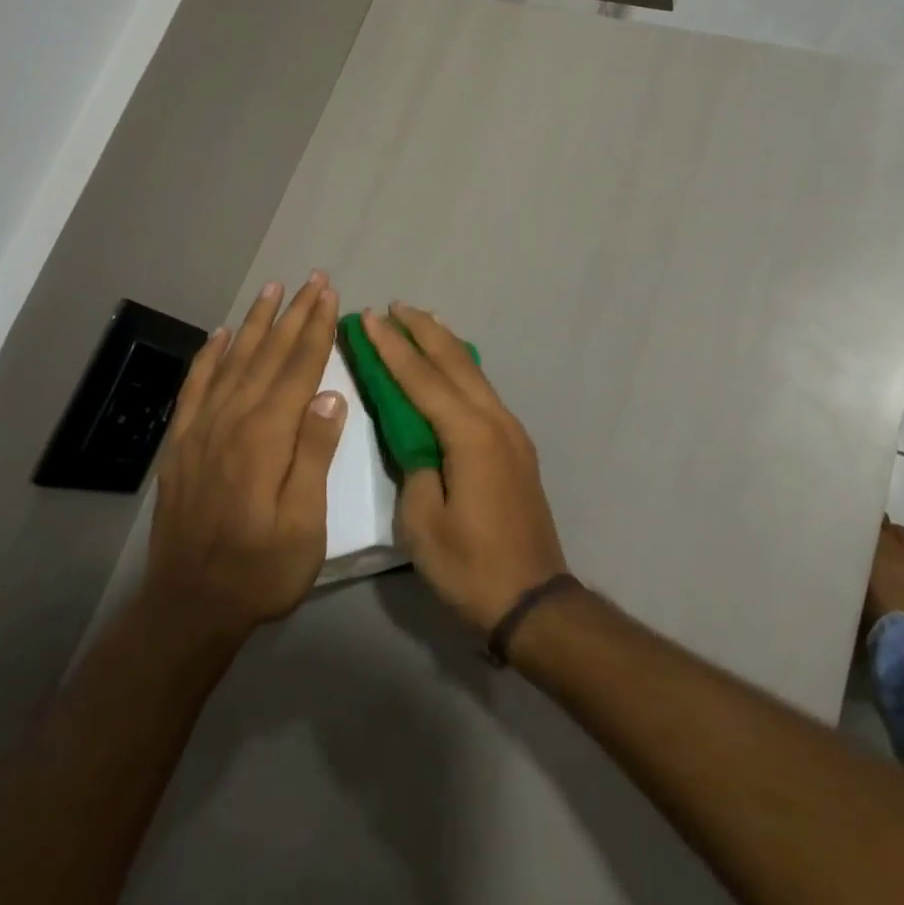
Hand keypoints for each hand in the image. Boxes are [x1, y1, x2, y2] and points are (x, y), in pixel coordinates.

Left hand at [142, 275, 345, 641]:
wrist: (189, 607)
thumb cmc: (261, 569)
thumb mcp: (304, 523)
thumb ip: (315, 455)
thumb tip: (330, 395)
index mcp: (266, 436)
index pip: (298, 368)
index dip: (316, 328)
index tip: (330, 295)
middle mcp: (232, 420)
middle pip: (268, 354)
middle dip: (293, 314)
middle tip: (312, 279)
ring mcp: (201, 429)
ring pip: (233, 361)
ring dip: (255, 323)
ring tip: (272, 290)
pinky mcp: (181, 444)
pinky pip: (196, 387)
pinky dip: (209, 357)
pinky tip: (220, 337)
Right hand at [364, 304, 568, 632]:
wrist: (533, 599)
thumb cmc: (471, 567)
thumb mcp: (423, 524)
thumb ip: (415, 469)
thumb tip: (417, 441)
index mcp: (469, 435)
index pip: (421, 379)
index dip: (392, 348)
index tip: (370, 319)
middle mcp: (495, 420)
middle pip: (454, 362)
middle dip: (422, 330)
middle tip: (394, 306)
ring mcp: (511, 431)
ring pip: (473, 372)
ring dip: (444, 344)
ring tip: (421, 321)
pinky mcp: (516, 446)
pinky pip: (483, 391)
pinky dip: (461, 369)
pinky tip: (451, 366)